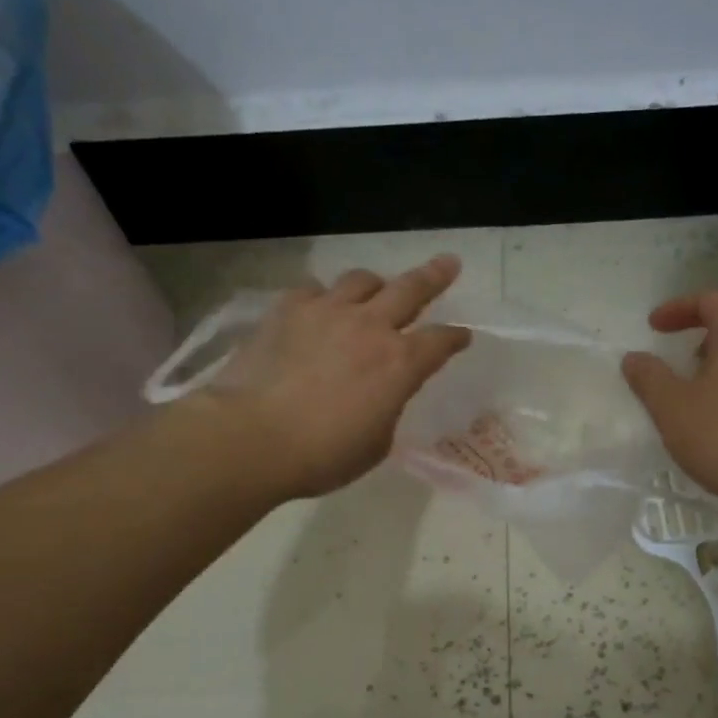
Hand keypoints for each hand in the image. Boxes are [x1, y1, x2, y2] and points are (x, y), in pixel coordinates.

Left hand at [203, 254, 469, 498]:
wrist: (254, 436)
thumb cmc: (324, 454)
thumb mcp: (376, 442)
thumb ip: (387, 407)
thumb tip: (381, 393)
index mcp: (400, 364)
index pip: (440, 342)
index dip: (455, 338)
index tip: (463, 335)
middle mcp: (370, 327)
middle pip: (411, 289)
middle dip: (435, 276)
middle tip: (449, 263)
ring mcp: (327, 312)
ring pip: (361, 280)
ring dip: (375, 284)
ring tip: (375, 289)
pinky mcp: (287, 310)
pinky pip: (313, 290)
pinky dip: (323, 297)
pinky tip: (319, 309)